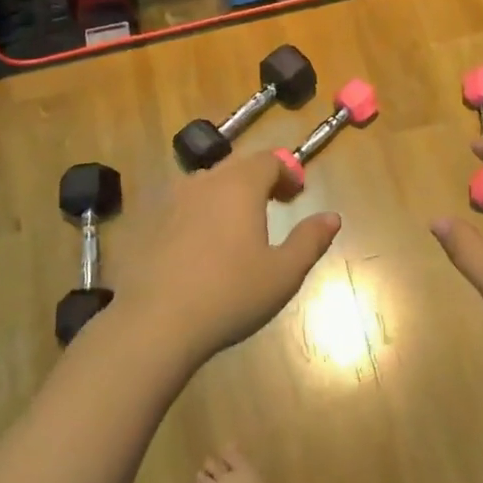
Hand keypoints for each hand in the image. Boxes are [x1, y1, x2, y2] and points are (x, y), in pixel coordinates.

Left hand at [106, 152, 341, 370]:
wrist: (157, 322)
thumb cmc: (230, 294)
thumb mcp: (283, 273)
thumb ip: (310, 240)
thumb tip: (332, 217)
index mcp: (240, 185)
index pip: (268, 159)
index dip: (287, 171)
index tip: (298, 194)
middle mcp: (205, 181)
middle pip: (237, 166)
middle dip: (260, 179)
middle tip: (275, 204)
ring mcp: (172, 200)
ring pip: (207, 183)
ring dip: (229, 193)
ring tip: (239, 224)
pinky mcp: (150, 222)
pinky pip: (183, 205)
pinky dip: (201, 212)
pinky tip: (203, 245)